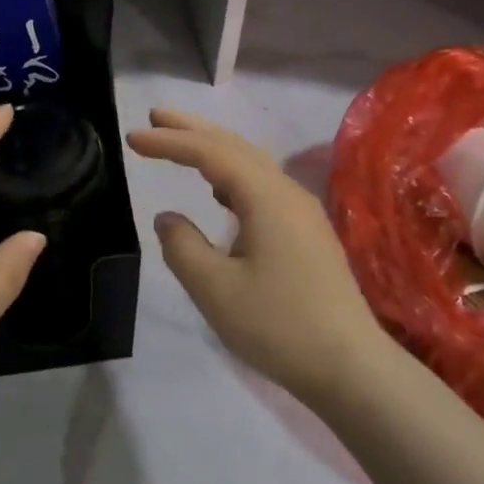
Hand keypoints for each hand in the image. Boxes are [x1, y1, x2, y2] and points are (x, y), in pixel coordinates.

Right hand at [127, 109, 382, 408]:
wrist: (351, 368)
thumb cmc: (279, 326)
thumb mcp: (215, 289)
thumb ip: (182, 247)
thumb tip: (168, 218)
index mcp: (266, 198)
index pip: (210, 153)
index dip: (170, 142)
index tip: (133, 137)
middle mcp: (287, 193)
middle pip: (235, 146)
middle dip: (193, 129)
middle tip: (155, 114)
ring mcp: (302, 212)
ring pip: (252, 164)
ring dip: (214, 149)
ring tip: (180, 145)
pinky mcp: (307, 233)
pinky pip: (263, 186)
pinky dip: (232, 176)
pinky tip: (220, 193)